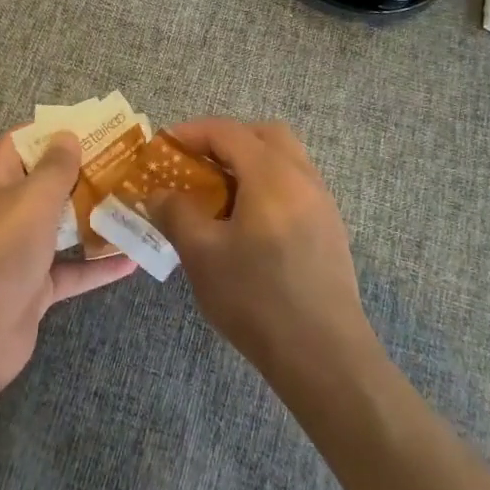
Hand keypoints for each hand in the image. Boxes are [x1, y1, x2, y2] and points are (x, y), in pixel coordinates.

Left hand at [0, 129, 135, 401]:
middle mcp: (4, 210)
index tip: (98, 127)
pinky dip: (97, 265)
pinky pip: (70, 269)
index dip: (57, 132)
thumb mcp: (31, 198)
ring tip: (138, 205)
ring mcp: (18, 251)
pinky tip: (133, 260)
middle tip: (130, 165)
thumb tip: (67, 135)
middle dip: (86, 174)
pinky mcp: (32, 288)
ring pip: (62, 227)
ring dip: (96, 218)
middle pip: (48, 184)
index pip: (24, 141)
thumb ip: (55, 167)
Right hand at [149, 118, 375, 381]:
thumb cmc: (257, 299)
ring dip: (249, 163)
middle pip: (263, 135)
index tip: (163, 148)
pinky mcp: (330, 230)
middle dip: (225, 140)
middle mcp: (302, 177)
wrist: (325, 358)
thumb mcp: (202, 255)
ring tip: (218, 194)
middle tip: (196, 164)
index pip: (227, 132)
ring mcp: (322, 203)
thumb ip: (176, 214)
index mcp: (271, 174)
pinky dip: (267, 186)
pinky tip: (246, 223)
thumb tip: (159, 194)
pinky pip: (294, 186)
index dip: (190, 133)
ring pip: (283, 159)